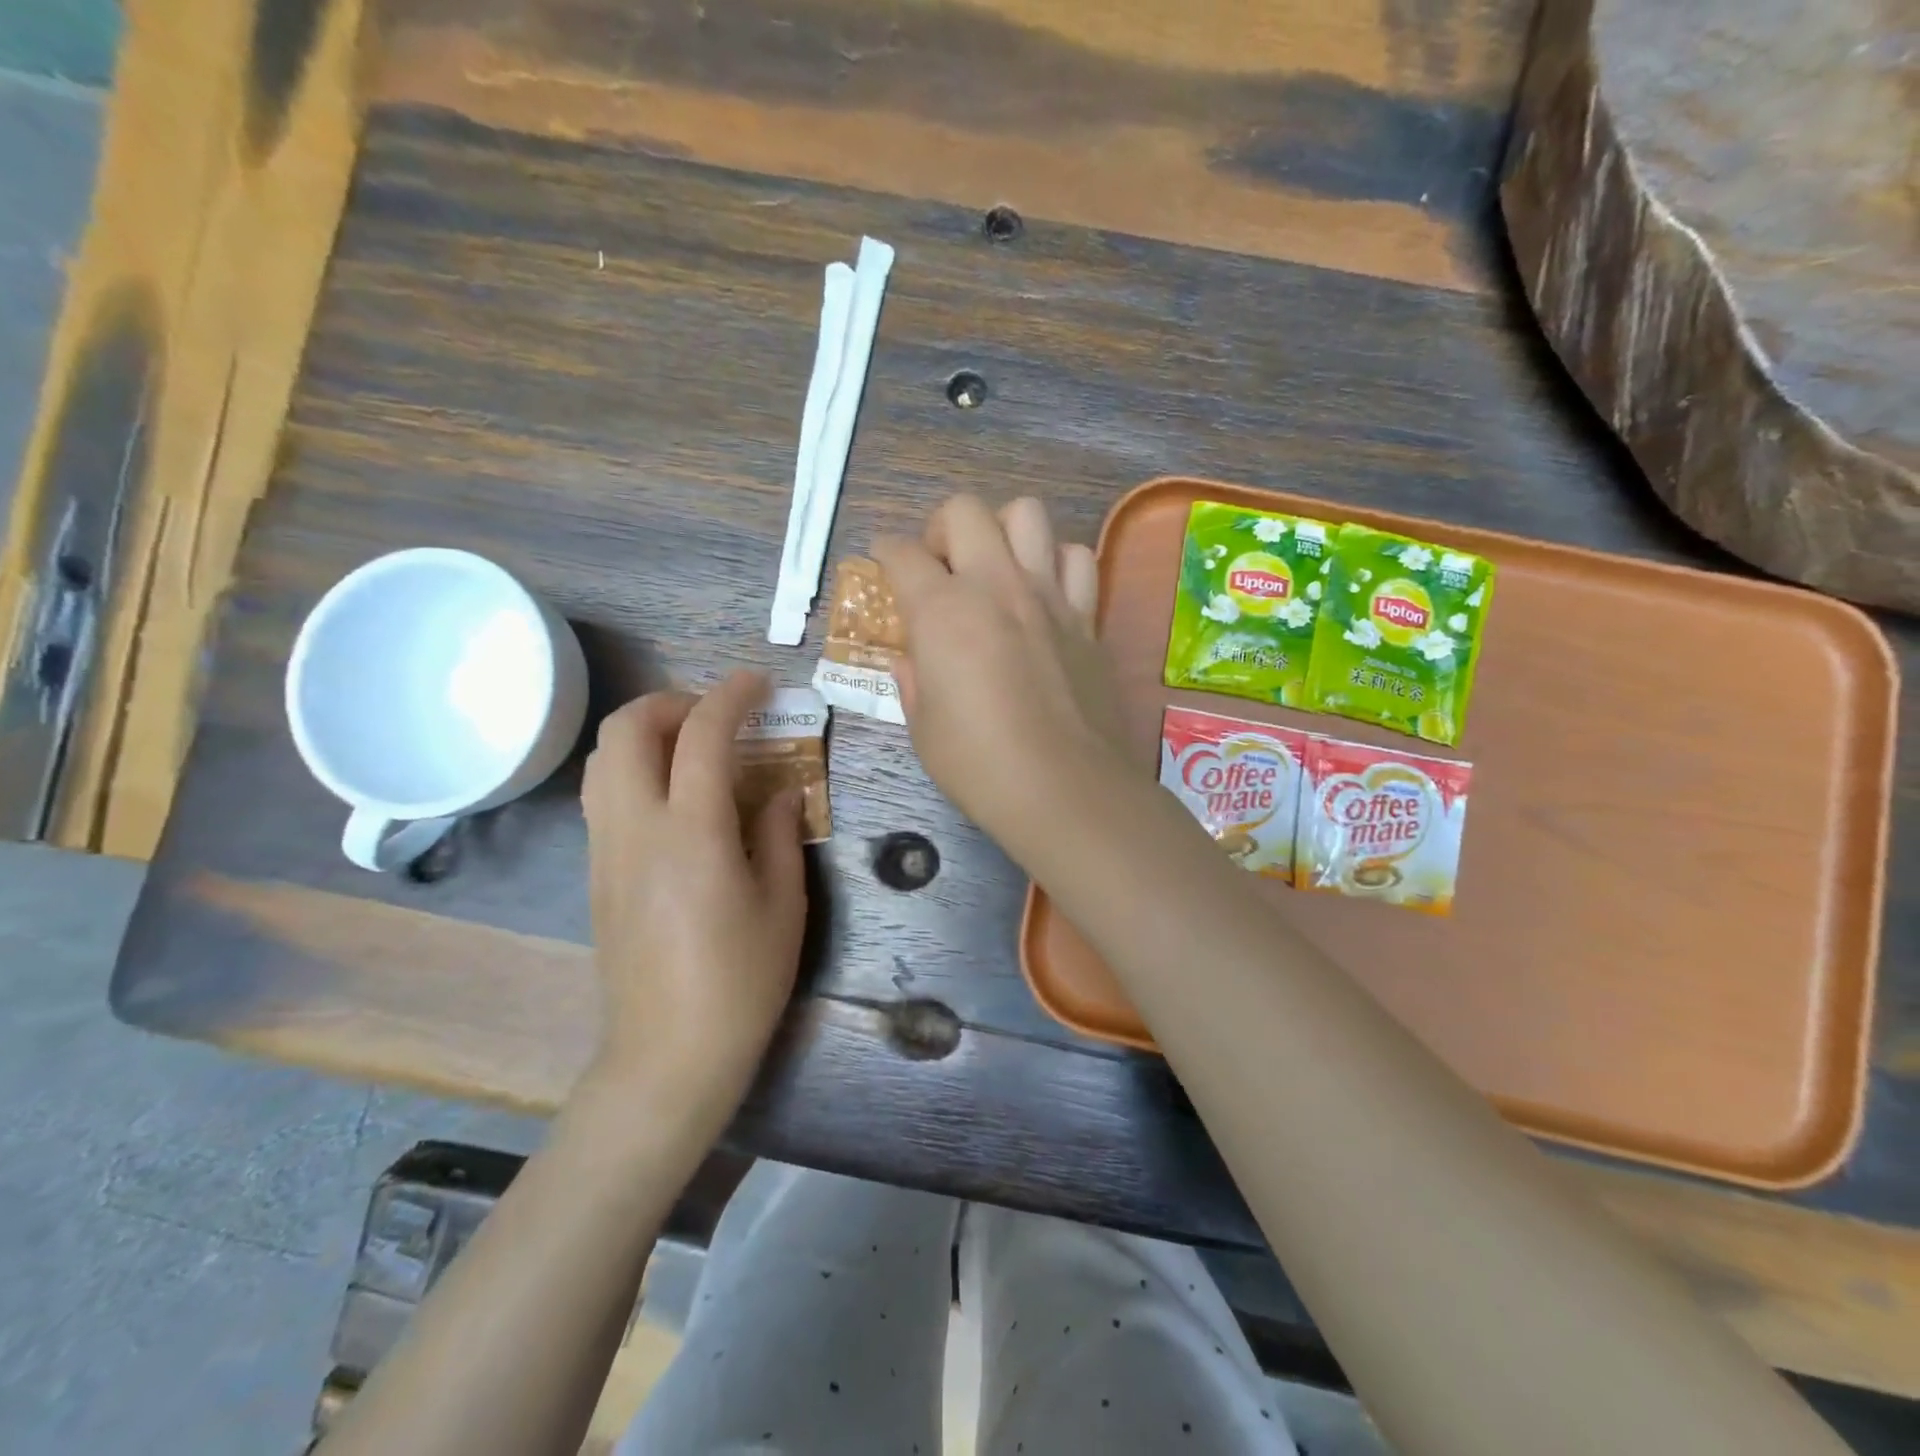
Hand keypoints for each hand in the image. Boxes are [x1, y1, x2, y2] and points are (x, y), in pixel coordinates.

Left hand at [580, 670, 807, 1133]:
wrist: (667, 1054)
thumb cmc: (741, 982)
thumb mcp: (784, 905)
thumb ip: (782, 834)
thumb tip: (782, 790)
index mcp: (693, 833)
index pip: (703, 736)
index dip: (731, 696)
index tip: (759, 683)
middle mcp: (637, 828)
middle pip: (627, 728)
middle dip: (672, 701)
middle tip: (717, 715)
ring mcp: (606, 848)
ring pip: (603, 757)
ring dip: (645, 731)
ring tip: (693, 748)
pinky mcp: (595, 870)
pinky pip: (602, 792)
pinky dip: (632, 767)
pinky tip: (673, 795)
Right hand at [874, 495, 1130, 863]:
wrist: (1064, 787)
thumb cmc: (979, 765)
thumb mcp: (924, 729)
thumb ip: (914, 682)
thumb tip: (909, 660)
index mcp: (943, 611)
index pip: (902, 553)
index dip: (885, 553)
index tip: (884, 564)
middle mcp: (995, 585)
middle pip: (964, 510)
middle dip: (940, 528)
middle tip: (940, 568)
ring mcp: (1048, 596)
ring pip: (1028, 514)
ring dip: (1002, 531)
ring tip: (995, 569)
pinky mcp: (1086, 617)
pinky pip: (1076, 559)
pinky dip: (1057, 563)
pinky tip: (1045, 594)